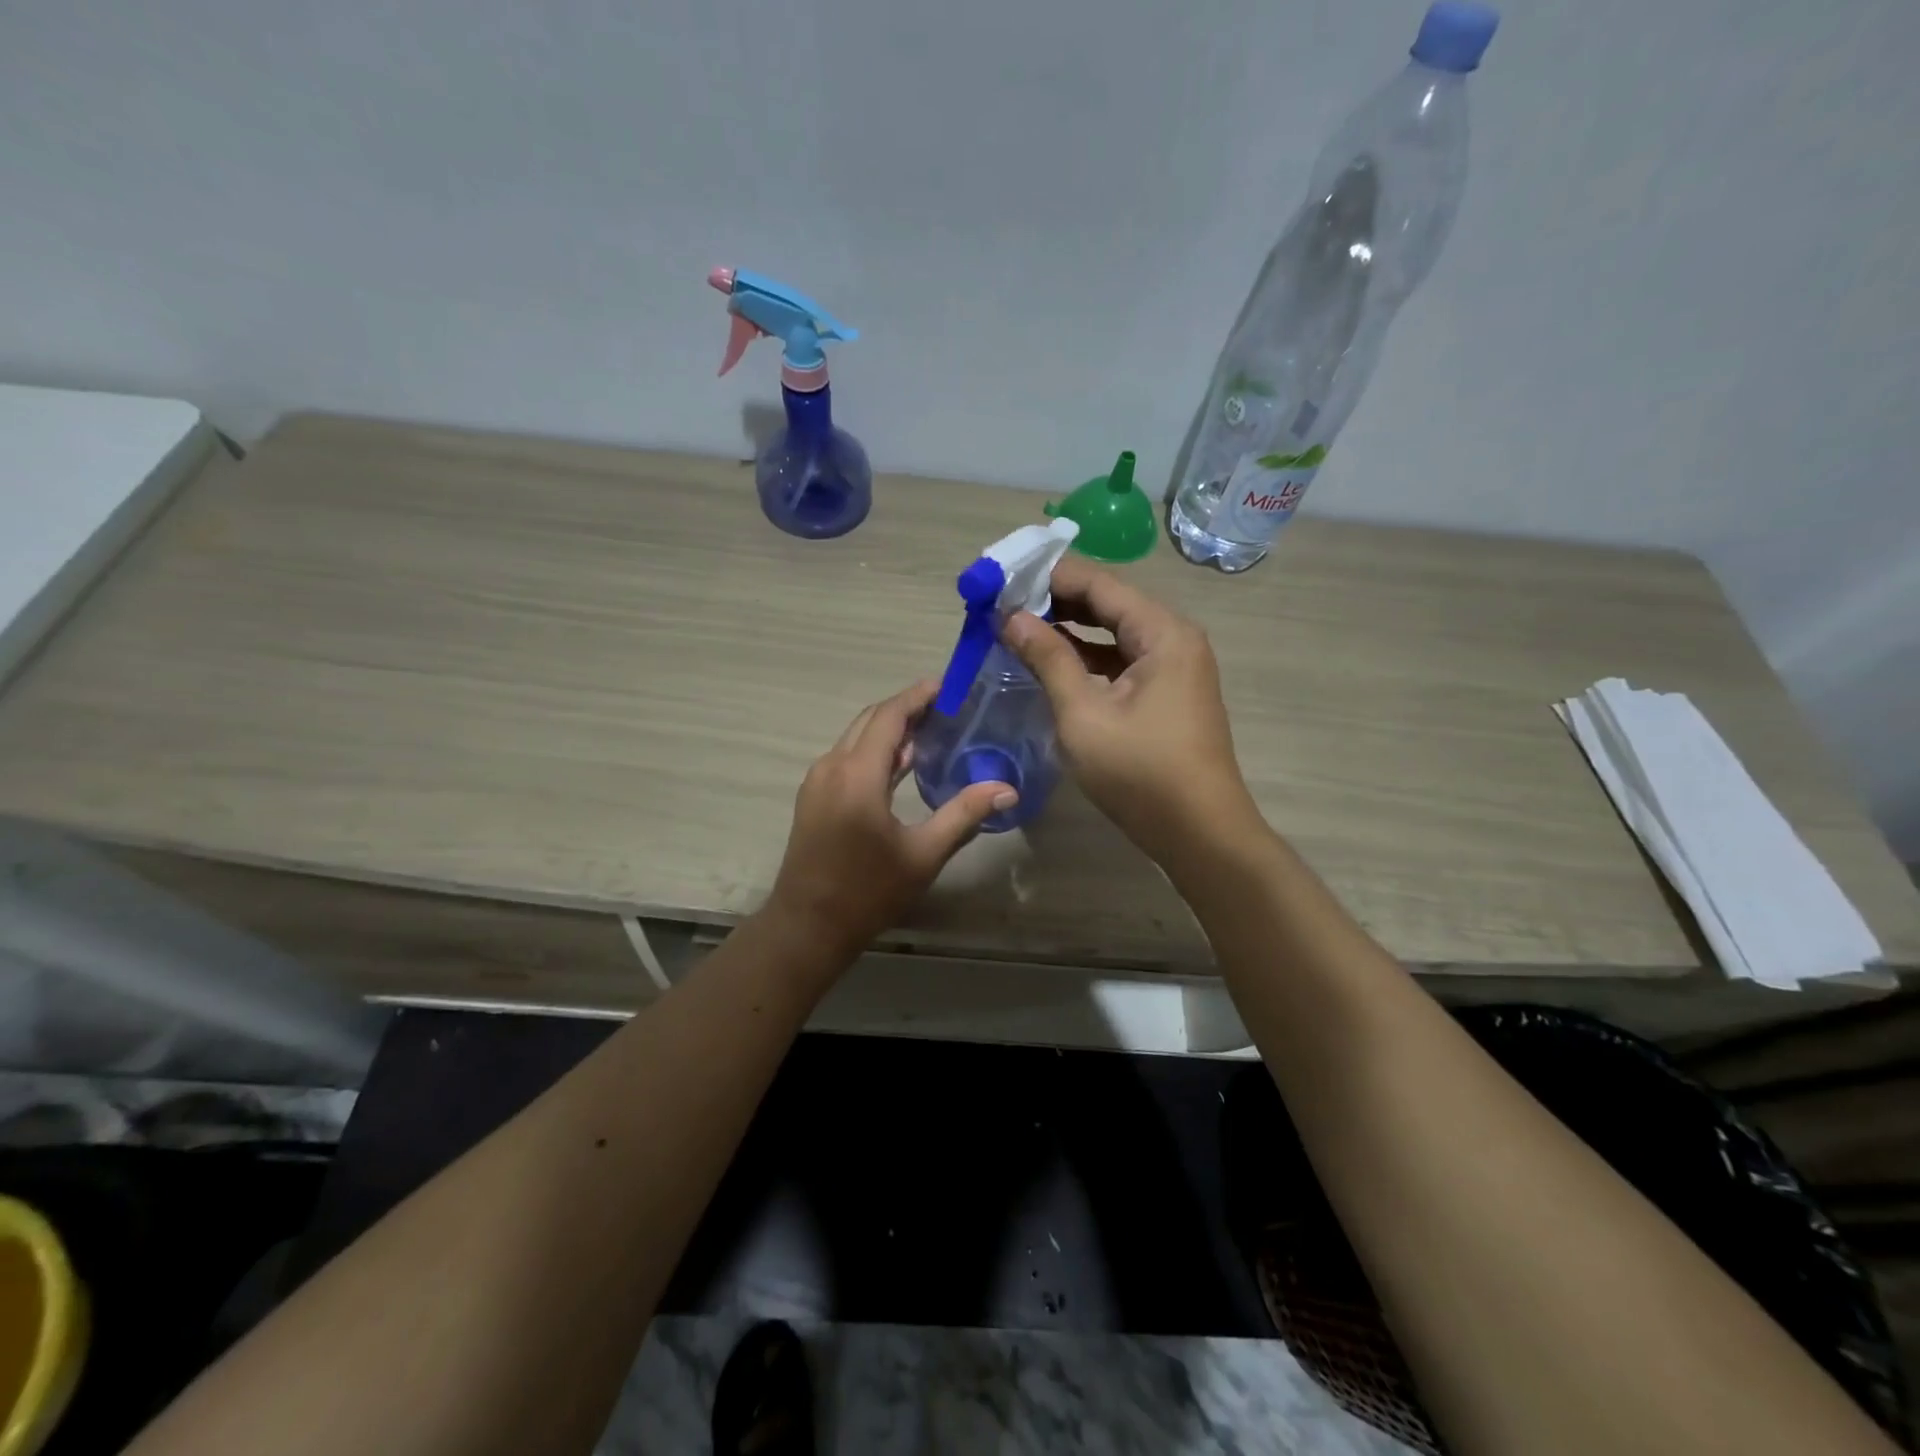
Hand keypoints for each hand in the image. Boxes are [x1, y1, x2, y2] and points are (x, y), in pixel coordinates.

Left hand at [765, 681, 1011, 959]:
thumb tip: (1007, 789)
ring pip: (856, 737)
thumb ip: (964, 815)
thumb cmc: (868, 892)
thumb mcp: (923, 855)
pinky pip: (847, 757)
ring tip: (931, 731)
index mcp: (857, 774)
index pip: (889, 716)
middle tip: (946, 707)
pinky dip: (874, 750)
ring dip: (890, 729)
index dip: (918, 696)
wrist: (808, 926)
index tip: (948, 686)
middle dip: (906, 708)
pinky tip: (902, 765)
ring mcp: (818, 781)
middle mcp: (832, 766)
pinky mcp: (814, 796)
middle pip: (870, 720)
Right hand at [1003, 556, 1255, 861]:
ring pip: (1112, 633)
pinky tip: (1049, 662)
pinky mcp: (1166, 694)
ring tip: (1015, 627)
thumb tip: (1011, 617)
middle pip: (1107, 603)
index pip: (1098, 584)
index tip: (1001, 577)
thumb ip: (1048, 659)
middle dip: (1054, 601)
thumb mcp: (1084, 715)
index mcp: (1162, 632)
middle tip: (1001, 602)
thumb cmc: (1141, 773)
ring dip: (1067, 630)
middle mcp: (1173, 638)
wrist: (1200, 834)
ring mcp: (1172, 667)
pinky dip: (1085, 658)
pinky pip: (1120, 660)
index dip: (1047, 577)